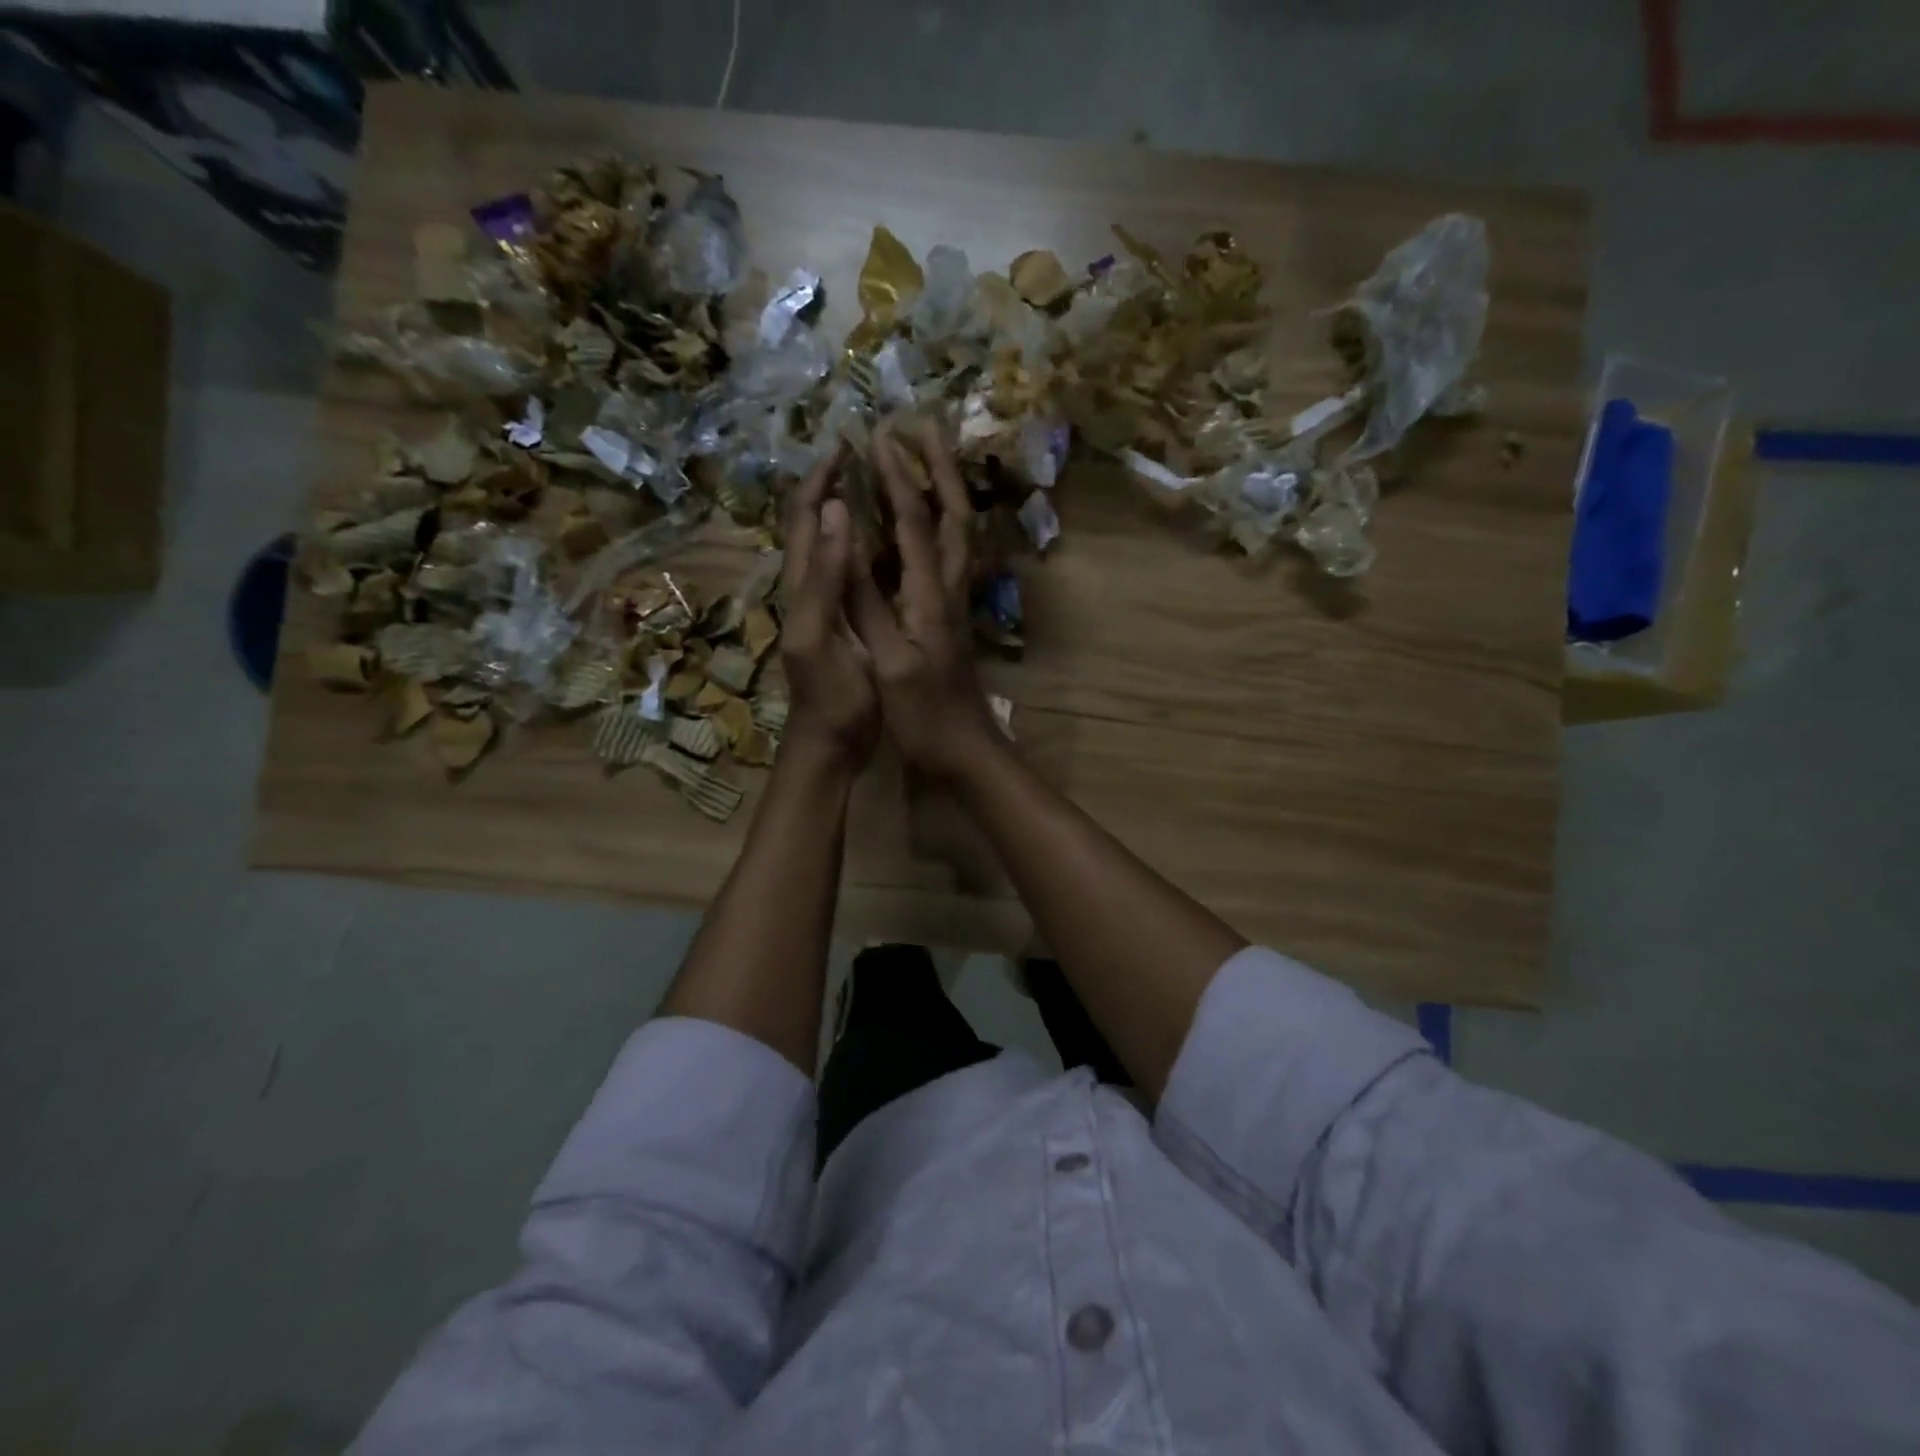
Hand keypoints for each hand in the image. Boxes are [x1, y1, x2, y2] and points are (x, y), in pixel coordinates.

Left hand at [779, 447, 879, 769]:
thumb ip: (822, 577)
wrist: (832, 743)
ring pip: (830, 544)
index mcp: (799, 585)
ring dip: (846, 508)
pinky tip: (887, 540)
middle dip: (831, 483)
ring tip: (876, 482)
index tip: (846, 445)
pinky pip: (849, 570)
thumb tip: (832, 510)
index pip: (802, 516)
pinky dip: (862, 543)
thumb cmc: (829, 696)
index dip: (820, 478)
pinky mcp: (845, 621)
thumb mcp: (818, 636)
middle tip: (864, 454)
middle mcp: (808, 585)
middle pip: (812, 522)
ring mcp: (826, 604)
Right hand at [846, 424, 1003, 783]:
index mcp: (930, 597)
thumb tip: (845, 537)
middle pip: (954, 517)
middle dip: (939, 469)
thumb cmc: (925, 716)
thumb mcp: (890, 661)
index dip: (899, 478)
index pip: (917, 524)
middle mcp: (949, 591)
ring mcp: (953, 606)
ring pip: (959, 536)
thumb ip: (867, 601)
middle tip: (924, 428)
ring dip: (946, 492)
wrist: (966, 753)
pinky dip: (939, 528)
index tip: (879, 436)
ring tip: (928, 462)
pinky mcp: (950, 621)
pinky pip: (950, 560)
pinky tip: (924, 527)